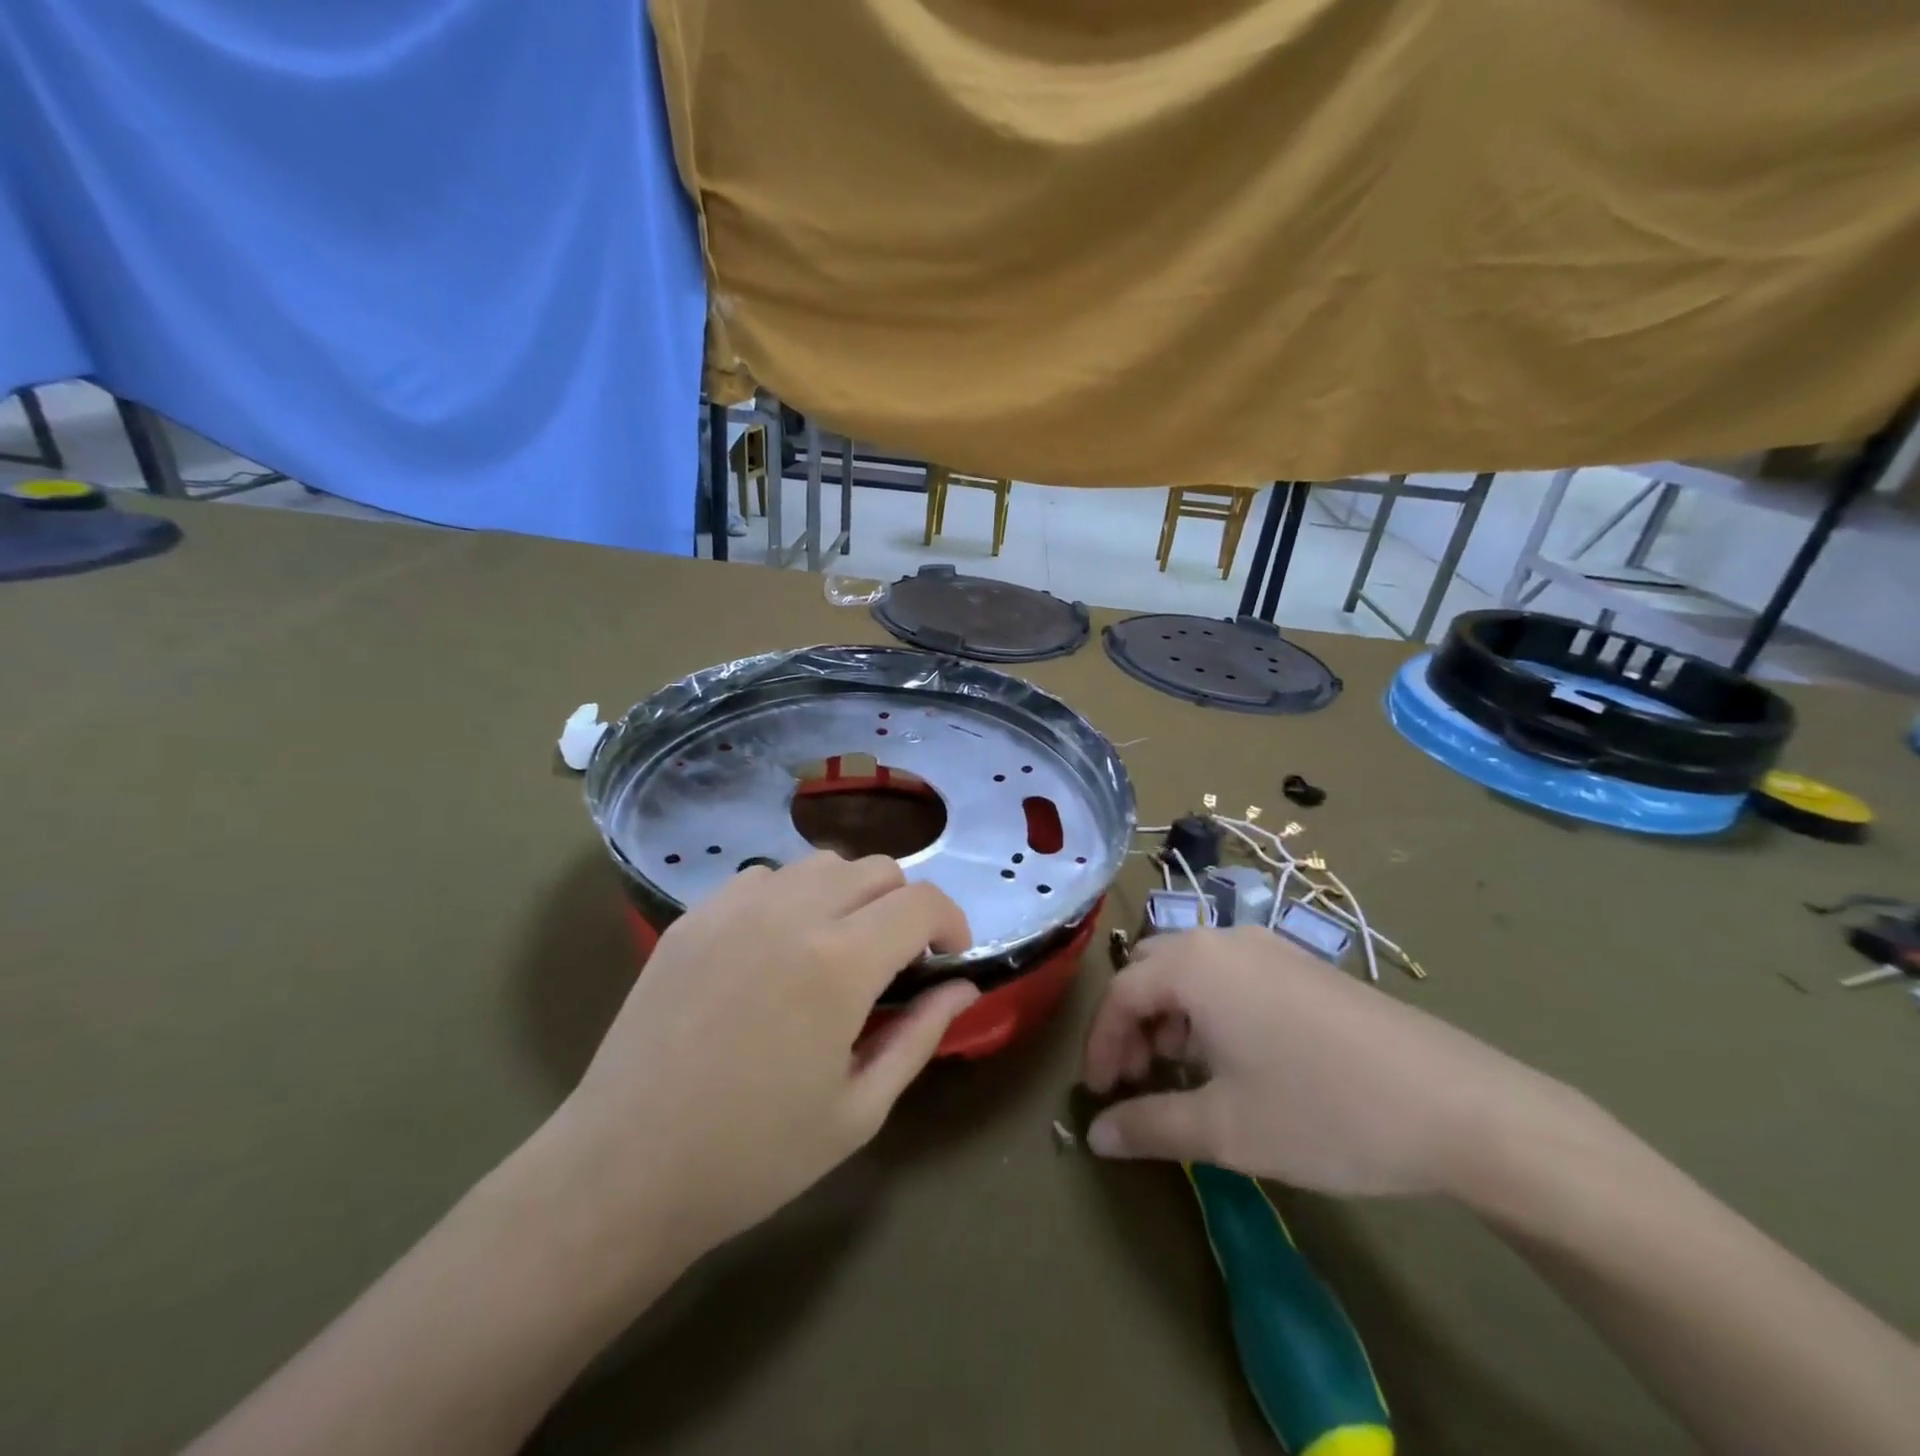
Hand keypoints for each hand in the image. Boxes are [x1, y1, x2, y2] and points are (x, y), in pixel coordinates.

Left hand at [551, 853, 976, 1263]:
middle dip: (904, 905)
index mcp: (841, 963)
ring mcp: (736, 907)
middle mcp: (792, 913)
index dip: (951, 921)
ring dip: (850, 894)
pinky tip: (776, 948)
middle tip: (896, 959)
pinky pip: (764, 877)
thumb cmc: (754, 1155)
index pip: (921, 901)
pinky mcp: (695, 915)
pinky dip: (791, 897)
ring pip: (821, 864)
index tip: (949, 955)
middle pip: (877, 869)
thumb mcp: (860, 1109)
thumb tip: (964, 986)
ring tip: (837, 947)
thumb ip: (921, 1035)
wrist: (626, 1170)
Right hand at [1082, 926, 1565, 1196]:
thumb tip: (1095, 1137)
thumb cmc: (1323, 1112)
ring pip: (1191, 968)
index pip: (1120, 993)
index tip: (1099, 1094)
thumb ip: (1149, 1126)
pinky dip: (1209, 1007)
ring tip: (1183, 1071)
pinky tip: (1234, 1057)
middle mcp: (1224, 940)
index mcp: (1194, 965)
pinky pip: (1230, 973)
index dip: (1100, 1044)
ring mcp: (1269, 947)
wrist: (1458, 1106)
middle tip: (1137, 1079)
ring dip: (1170, 1014)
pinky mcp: (1303, 964)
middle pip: (1150, 968)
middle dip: (1132, 1023)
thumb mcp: (1225, 1130)